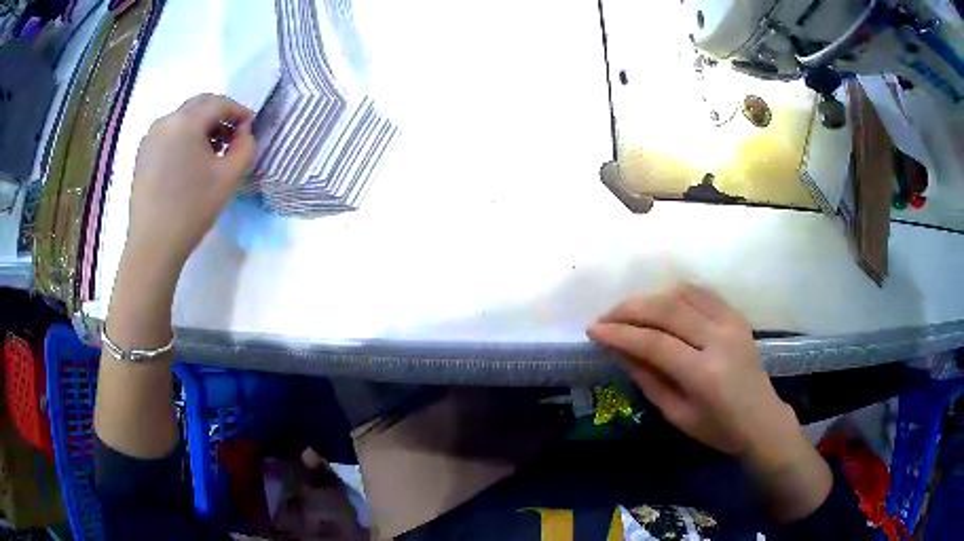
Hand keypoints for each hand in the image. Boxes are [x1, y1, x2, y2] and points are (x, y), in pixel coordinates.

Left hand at [127, 94, 254, 270]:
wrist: (153, 245)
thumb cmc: (192, 209)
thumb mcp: (228, 178)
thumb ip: (245, 147)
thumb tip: (244, 133)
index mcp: (187, 122)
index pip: (219, 103)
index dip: (239, 111)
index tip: (249, 128)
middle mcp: (166, 121)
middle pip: (199, 105)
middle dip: (219, 115)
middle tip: (232, 137)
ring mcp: (151, 137)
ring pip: (183, 119)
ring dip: (201, 127)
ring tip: (211, 152)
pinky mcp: (142, 154)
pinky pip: (169, 134)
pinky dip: (184, 138)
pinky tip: (189, 162)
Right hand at [588, 284, 790, 455]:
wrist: (762, 419)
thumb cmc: (718, 428)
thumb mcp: (677, 414)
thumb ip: (648, 379)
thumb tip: (619, 350)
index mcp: (705, 374)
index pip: (654, 343)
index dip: (620, 334)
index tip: (593, 330)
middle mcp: (719, 339)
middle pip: (666, 310)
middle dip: (629, 309)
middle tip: (604, 318)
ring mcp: (731, 322)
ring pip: (682, 294)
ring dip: (649, 298)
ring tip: (628, 312)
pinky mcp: (736, 315)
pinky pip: (700, 292)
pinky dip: (673, 293)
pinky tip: (658, 303)